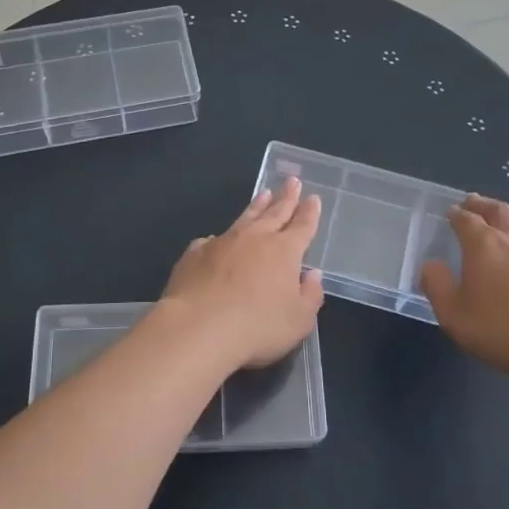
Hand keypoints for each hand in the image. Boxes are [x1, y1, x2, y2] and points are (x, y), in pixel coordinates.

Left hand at [159, 176, 325, 369]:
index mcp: (284, 251)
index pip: (302, 226)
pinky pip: (211, 240)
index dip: (309, 212)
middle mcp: (254, 238)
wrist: (198, 327)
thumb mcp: (299, 320)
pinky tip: (216, 238)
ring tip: (263, 194)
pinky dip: (219, 238)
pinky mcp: (195, 254)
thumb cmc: (257, 326)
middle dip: (286, 197)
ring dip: (256, 206)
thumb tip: (312, 274)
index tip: (313, 197)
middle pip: (275, 212)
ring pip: (244, 218)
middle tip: (292, 181)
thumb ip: (310, 295)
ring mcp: (222, 242)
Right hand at [420, 195, 508, 384]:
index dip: (456, 213)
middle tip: (474, 202)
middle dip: (483, 204)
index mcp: (484, 245)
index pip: (466, 218)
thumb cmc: (503, 330)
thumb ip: (436, 285)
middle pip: (499, 210)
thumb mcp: (454, 315)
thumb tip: (431, 265)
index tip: (450, 211)